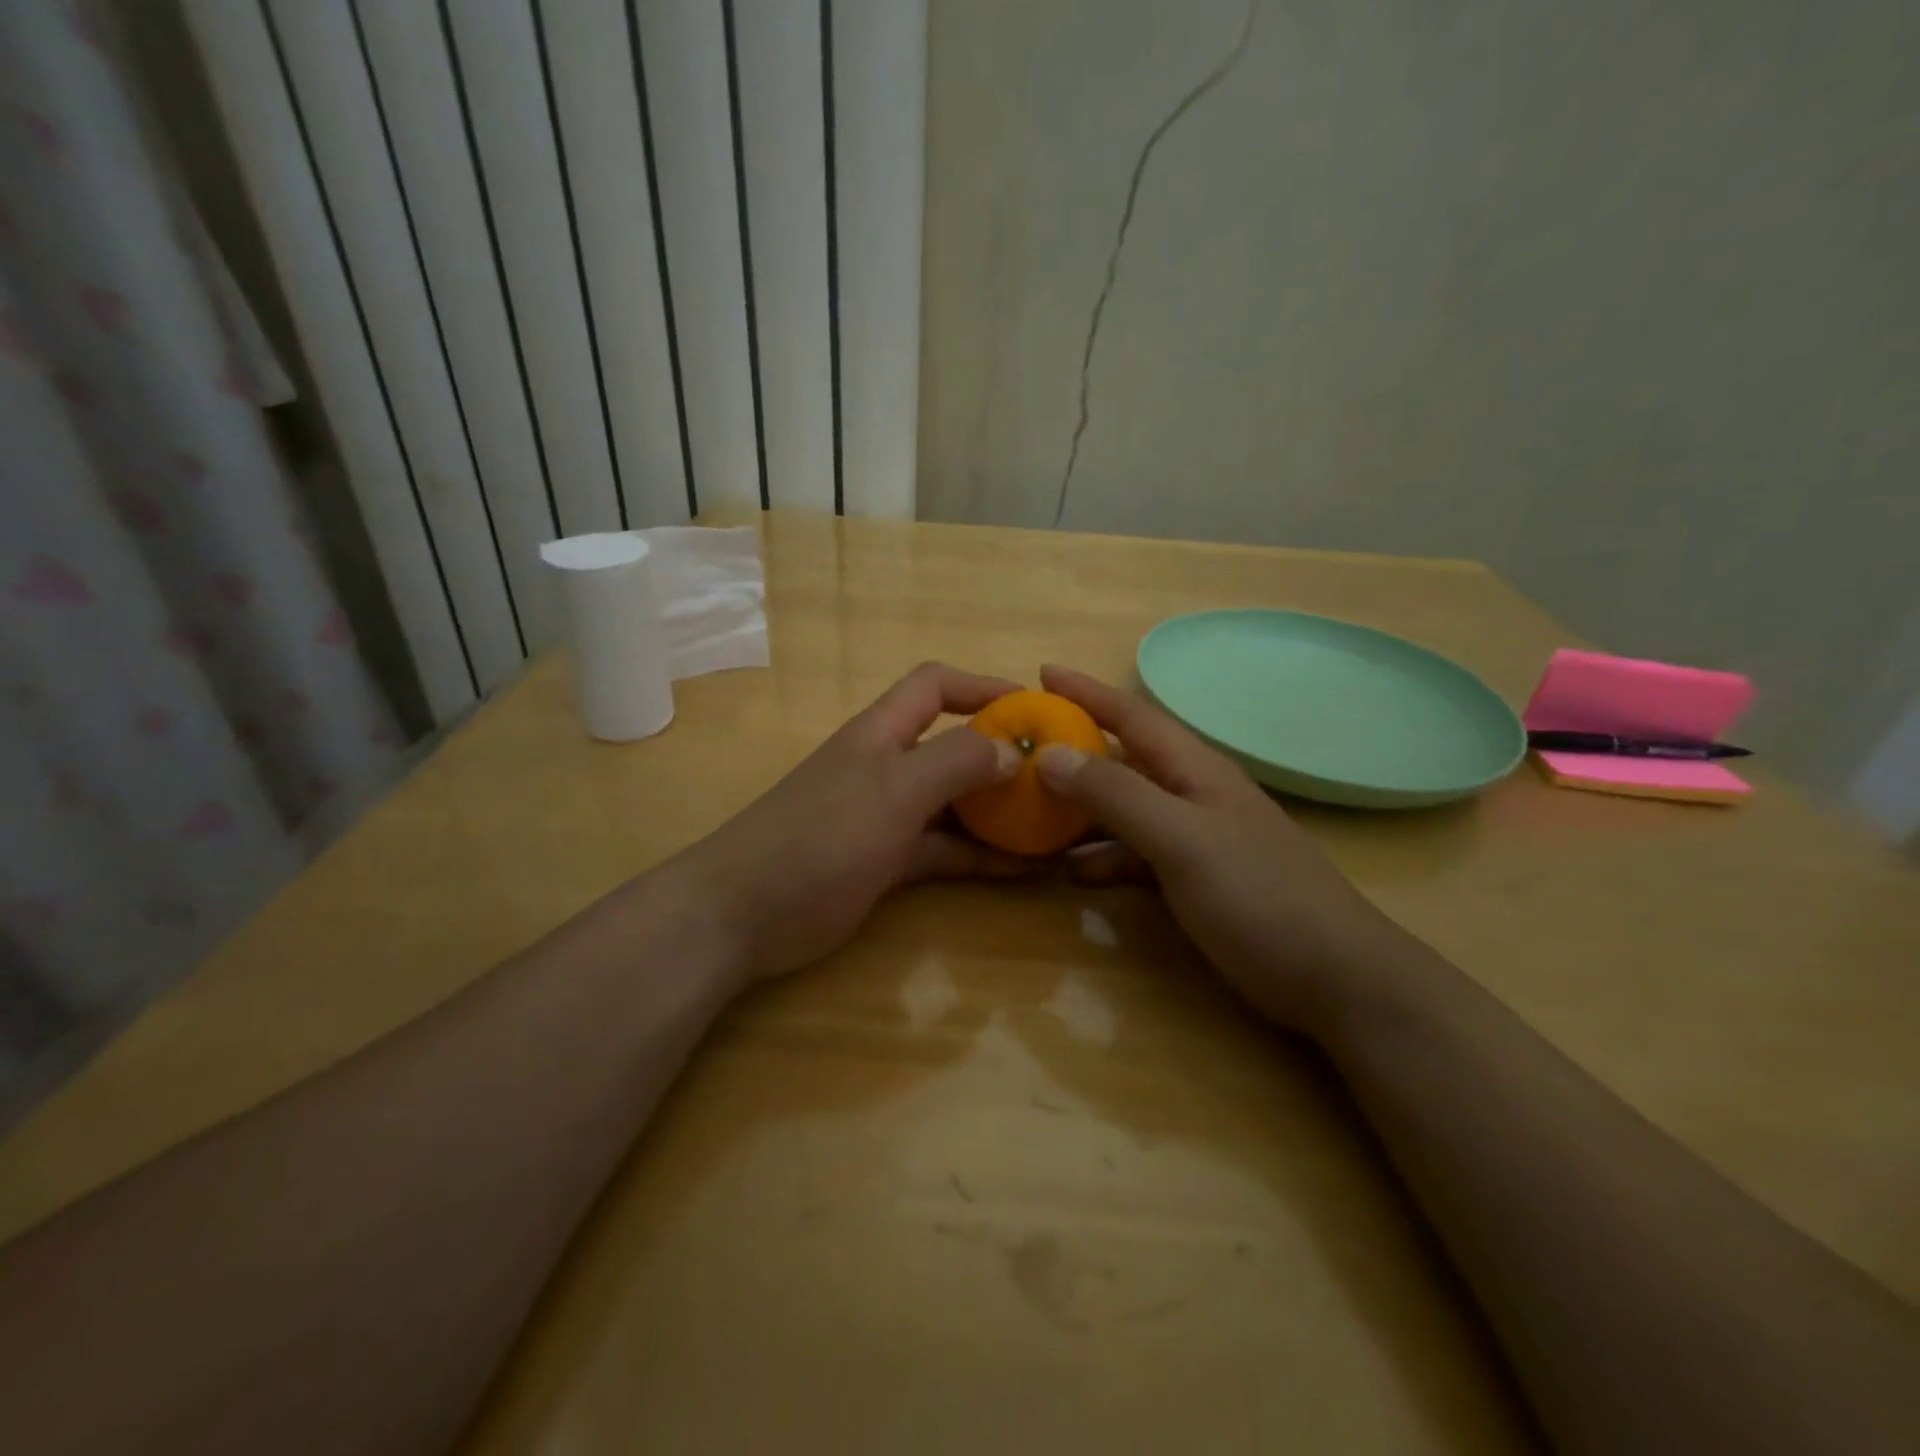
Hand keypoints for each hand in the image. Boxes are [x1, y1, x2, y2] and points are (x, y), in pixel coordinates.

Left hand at [673, 662, 1028, 984]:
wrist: (744, 913)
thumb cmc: (821, 836)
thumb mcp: (895, 790)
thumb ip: (955, 763)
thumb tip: (1010, 749)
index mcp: (882, 734)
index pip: (934, 686)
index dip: (982, 686)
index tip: (1034, 707)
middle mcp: (886, 767)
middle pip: (951, 746)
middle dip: (1001, 754)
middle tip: (1056, 776)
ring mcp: (885, 818)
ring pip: (953, 804)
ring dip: (999, 812)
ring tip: (1054, 825)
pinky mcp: (885, 864)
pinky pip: (944, 851)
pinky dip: (980, 856)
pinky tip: (1023, 870)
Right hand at [1033, 665, 1409, 1029]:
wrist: (1334, 977)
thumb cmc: (1258, 896)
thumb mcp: (1181, 840)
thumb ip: (1116, 795)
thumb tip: (1050, 754)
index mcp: (1194, 770)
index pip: (1132, 715)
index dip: (1087, 692)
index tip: (1042, 673)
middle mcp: (1192, 795)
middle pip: (1123, 760)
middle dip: (1073, 752)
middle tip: (1020, 754)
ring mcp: (1195, 839)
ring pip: (1125, 810)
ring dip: (1080, 811)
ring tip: (1029, 817)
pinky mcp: (1195, 880)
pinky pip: (1136, 855)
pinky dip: (1103, 858)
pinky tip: (1074, 874)